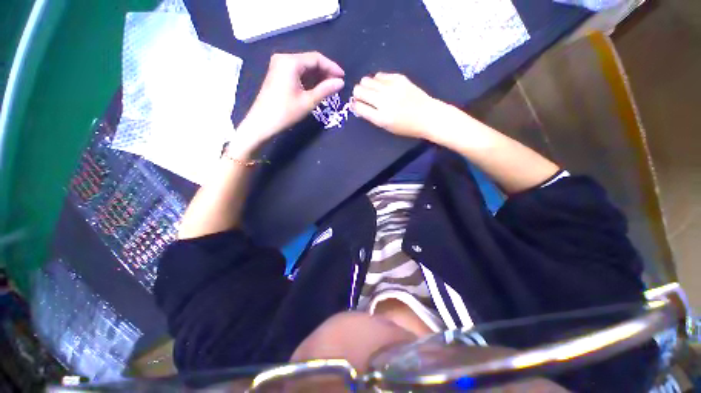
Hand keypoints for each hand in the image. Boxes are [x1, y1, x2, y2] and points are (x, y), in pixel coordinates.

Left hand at [238, 52, 344, 143]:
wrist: (262, 123)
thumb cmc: (286, 112)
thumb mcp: (308, 101)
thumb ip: (325, 89)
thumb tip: (341, 82)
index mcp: (290, 62)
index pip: (316, 58)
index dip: (331, 67)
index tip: (343, 77)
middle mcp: (284, 59)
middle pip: (309, 61)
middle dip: (325, 72)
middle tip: (337, 84)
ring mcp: (279, 66)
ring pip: (304, 67)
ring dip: (317, 76)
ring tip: (330, 87)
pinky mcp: (278, 75)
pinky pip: (297, 73)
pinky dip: (308, 80)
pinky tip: (317, 88)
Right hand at [351, 73, 446, 139]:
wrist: (427, 116)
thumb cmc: (406, 126)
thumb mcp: (386, 127)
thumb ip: (371, 116)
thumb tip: (358, 105)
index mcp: (380, 117)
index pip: (358, 106)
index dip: (355, 105)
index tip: (357, 104)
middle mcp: (383, 101)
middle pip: (359, 89)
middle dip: (358, 94)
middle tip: (363, 97)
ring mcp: (391, 87)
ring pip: (367, 80)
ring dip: (366, 86)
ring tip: (373, 91)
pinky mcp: (398, 78)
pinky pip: (379, 75)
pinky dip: (377, 81)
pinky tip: (383, 86)